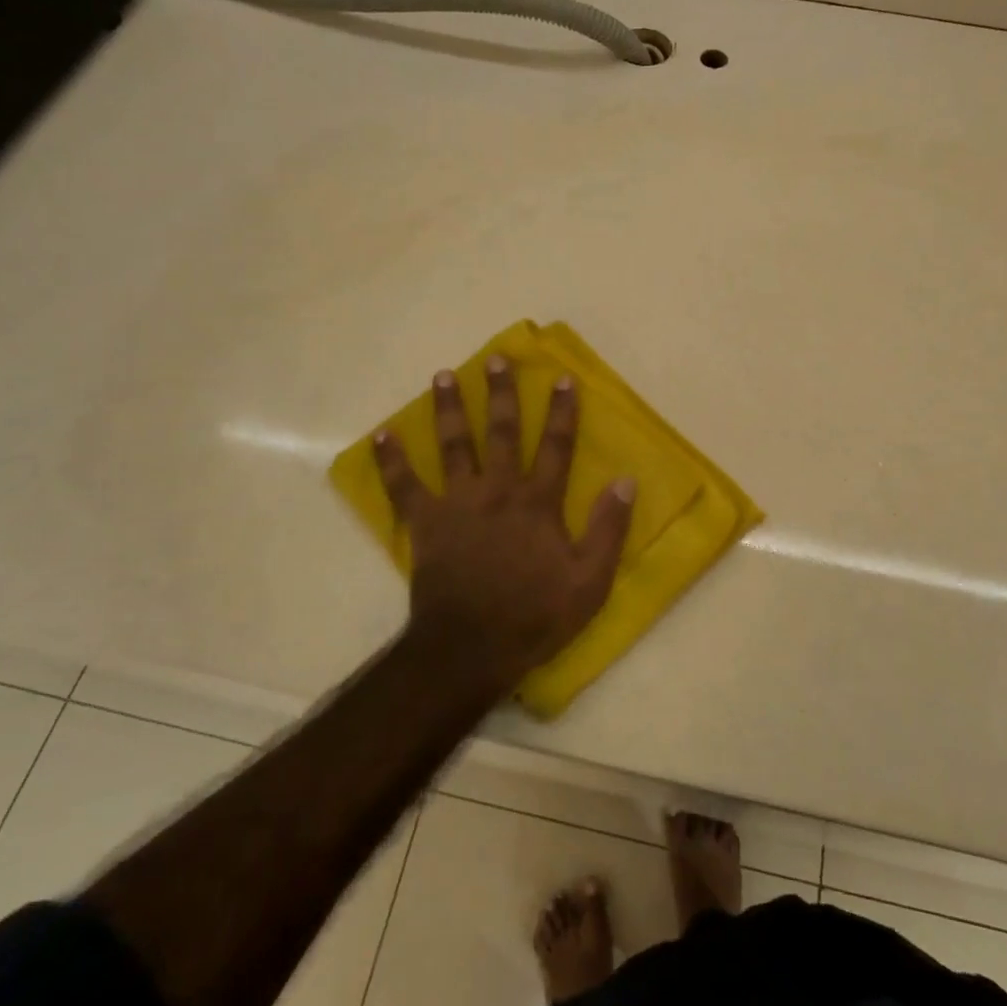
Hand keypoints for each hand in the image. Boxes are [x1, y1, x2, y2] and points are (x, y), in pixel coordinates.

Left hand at [373, 357, 635, 697]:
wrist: (472, 647)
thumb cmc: (536, 615)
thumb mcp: (590, 580)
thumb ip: (609, 528)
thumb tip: (626, 480)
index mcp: (537, 502)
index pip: (555, 446)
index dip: (561, 411)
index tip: (561, 378)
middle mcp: (498, 490)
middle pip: (501, 432)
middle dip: (501, 393)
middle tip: (496, 358)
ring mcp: (457, 503)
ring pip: (453, 446)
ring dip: (448, 409)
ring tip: (443, 376)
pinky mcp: (426, 523)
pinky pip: (403, 486)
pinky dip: (390, 461)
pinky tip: (380, 435)